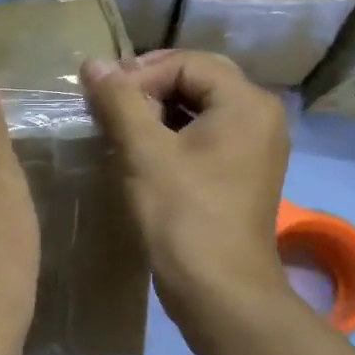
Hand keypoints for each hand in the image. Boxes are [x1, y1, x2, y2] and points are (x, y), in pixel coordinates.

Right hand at [80, 50, 289, 324]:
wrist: (219, 291)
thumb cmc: (182, 216)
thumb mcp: (144, 152)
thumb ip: (118, 101)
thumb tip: (93, 63)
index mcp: (246, 102)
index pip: (186, 63)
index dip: (139, 74)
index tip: (102, 99)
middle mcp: (261, 116)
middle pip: (198, 80)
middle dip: (149, 88)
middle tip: (110, 107)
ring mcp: (256, 148)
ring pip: (201, 109)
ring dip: (158, 112)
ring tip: (121, 129)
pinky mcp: (243, 174)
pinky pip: (207, 136)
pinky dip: (174, 136)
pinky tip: (143, 154)